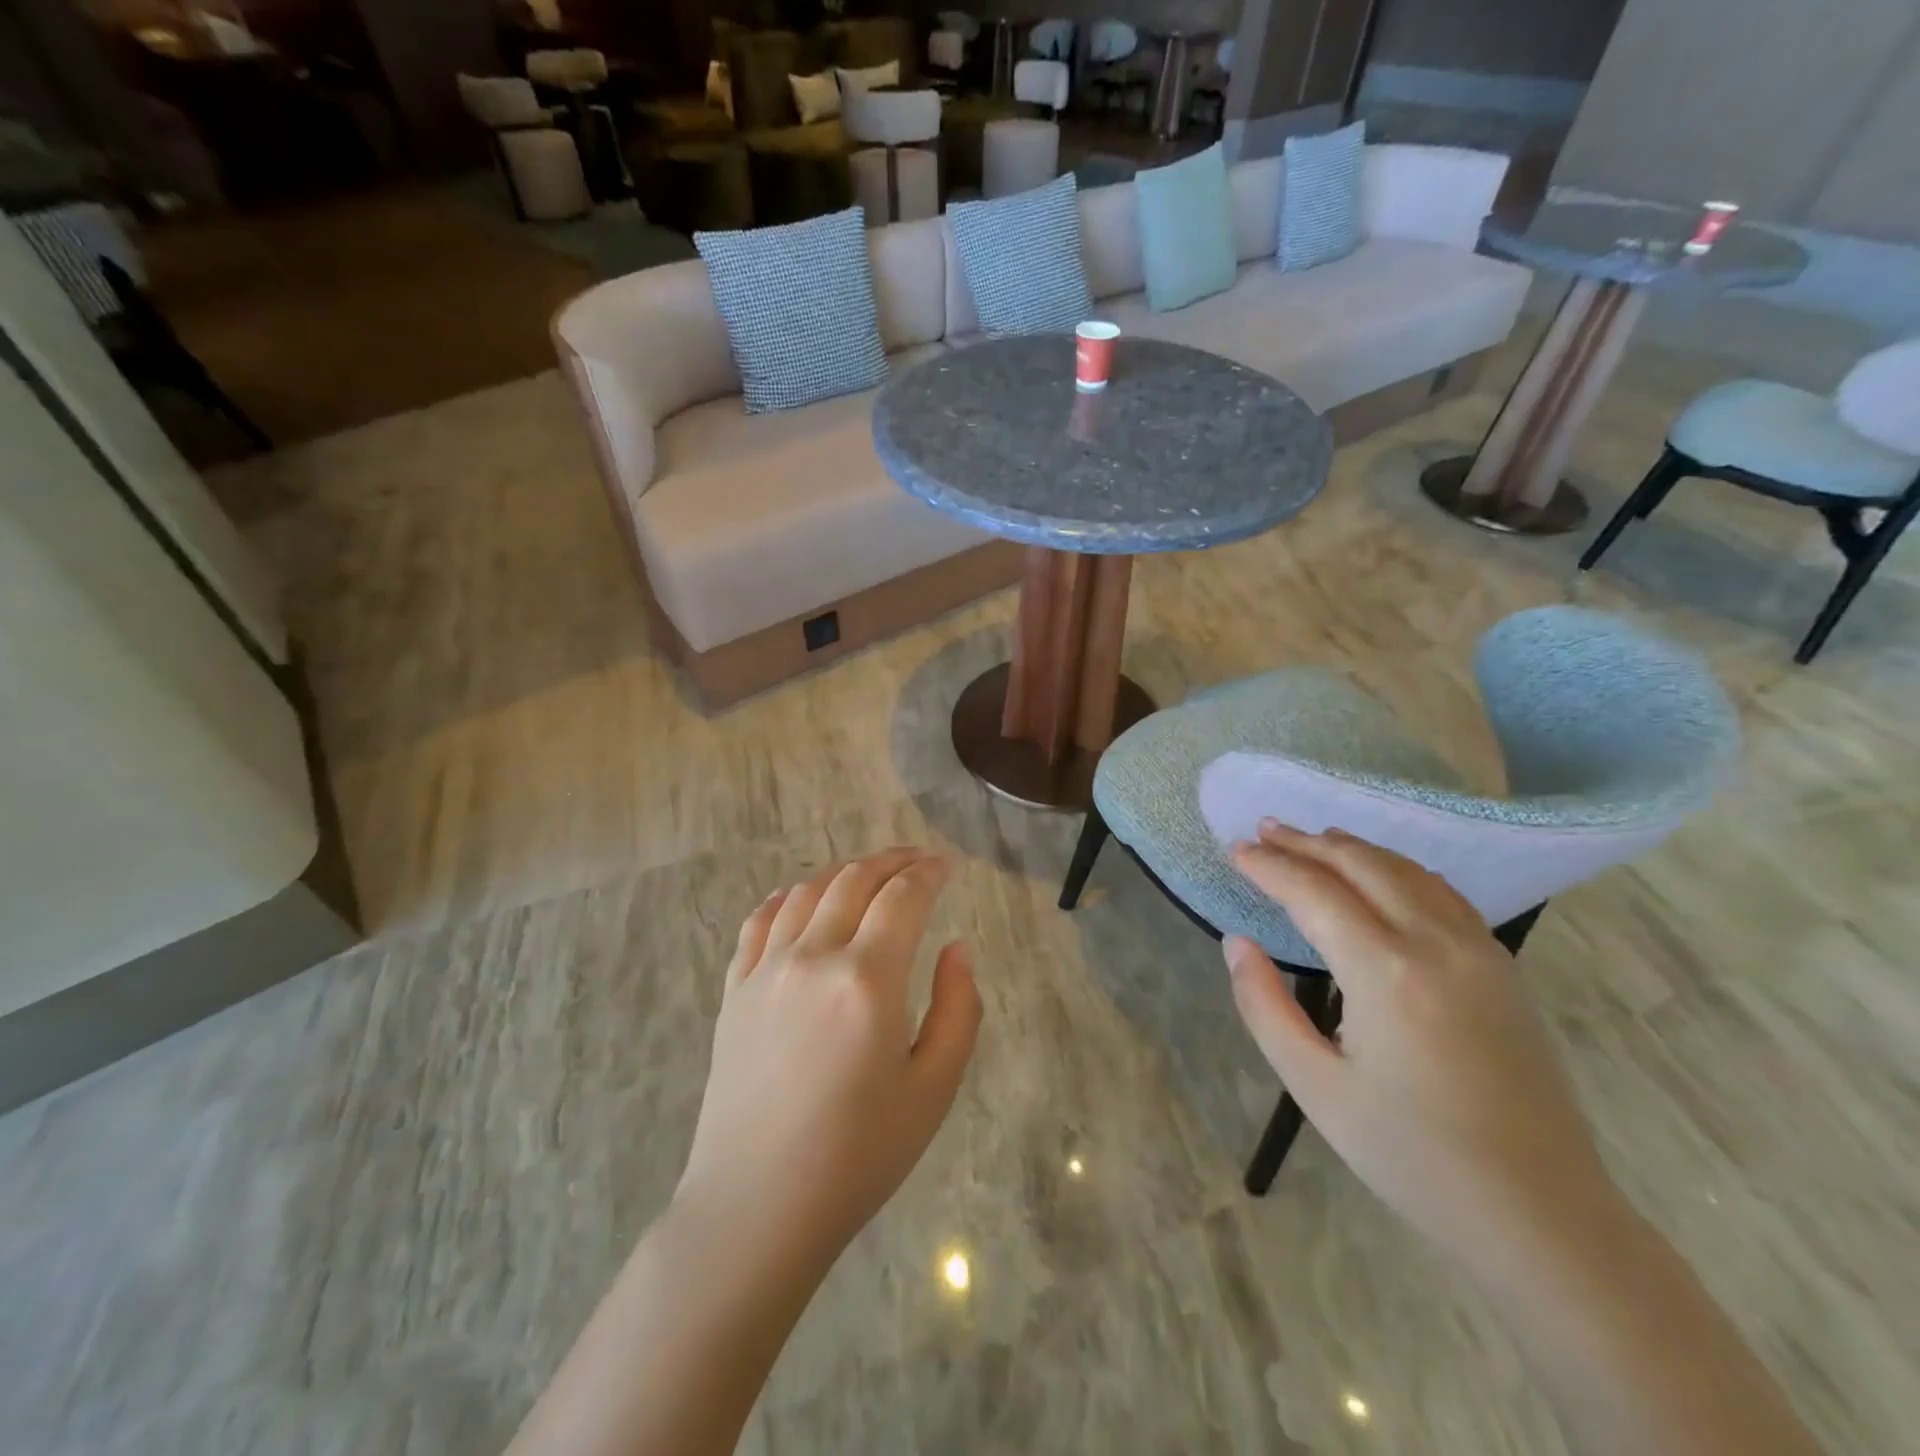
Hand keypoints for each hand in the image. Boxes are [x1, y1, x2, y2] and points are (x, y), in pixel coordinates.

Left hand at [674, 848, 981, 1270]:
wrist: (757, 1206)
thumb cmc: (858, 1155)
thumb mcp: (933, 1090)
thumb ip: (958, 1009)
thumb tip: (957, 949)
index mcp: (868, 979)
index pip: (903, 898)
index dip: (928, 873)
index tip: (946, 865)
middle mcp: (814, 957)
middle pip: (855, 881)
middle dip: (892, 861)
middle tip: (917, 860)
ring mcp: (766, 970)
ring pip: (808, 892)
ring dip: (844, 871)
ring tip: (869, 874)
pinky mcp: (734, 990)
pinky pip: (759, 922)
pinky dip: (786, 898)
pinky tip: (800, 898)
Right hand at [1222, 823, 1622, 1270]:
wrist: (1541, 1214)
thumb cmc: (1413, 1156)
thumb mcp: (1315, 1087)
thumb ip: (1264, 1006)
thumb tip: (1238, 943)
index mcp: (1385, 972)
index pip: (1313, 892)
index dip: (1269, 866)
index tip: (1235, 850)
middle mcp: (1435, 943)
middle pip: (1361, 865)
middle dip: (1307, 842)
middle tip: (1264, 829)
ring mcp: (1479, 950)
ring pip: (1406, 870)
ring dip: (1352, 847)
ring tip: (1313, 838)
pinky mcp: (1503, 967)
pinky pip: (1441, 893)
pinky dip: (1398, 868)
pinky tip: (1380, 873)